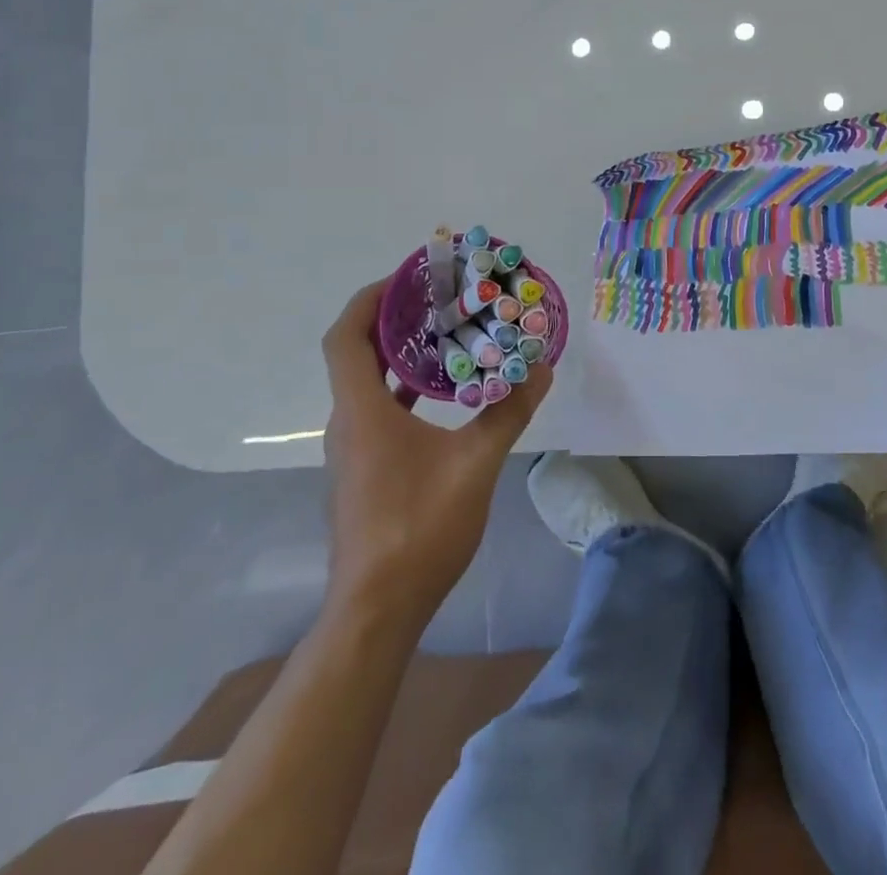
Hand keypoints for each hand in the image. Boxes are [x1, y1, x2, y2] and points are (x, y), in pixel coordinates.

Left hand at [320, 281, 552, 625]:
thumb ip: (507, 413)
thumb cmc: (419, 528)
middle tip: (439, 297)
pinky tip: (443, 393)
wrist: (378, 610)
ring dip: (399, 354)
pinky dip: (404, 388)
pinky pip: (379, 409)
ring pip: (367, 383)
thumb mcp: (475, 465)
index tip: (407, 277)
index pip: (346, 337)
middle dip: (392, 319)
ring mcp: (353, 449)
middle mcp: (348, 422)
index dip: (369, 299)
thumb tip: (540, 369)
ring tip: (446, 333)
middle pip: (356, 353)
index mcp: (362, 411)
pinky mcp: (363, 469)